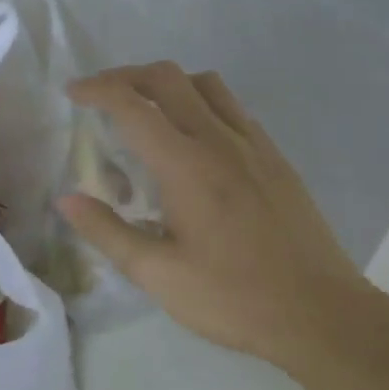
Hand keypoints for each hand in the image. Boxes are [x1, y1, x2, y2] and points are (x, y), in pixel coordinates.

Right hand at [59, 63, 368, 365]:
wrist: (322, 314)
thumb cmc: (233, 298)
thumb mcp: (158, 275)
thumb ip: (108, 232)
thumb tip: (66, 200)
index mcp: (185, 164)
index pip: (132, 104)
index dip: (97, 89)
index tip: (73, 92)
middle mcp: (218, 139)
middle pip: (168, 77)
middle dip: (127, 75)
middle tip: (102, 96)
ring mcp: (253, 144)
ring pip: (205, 83)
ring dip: (168, 83)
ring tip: (148, 111)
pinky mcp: (275, 157)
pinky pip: (233, 107)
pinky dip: (201, 102)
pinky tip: (195, 139)